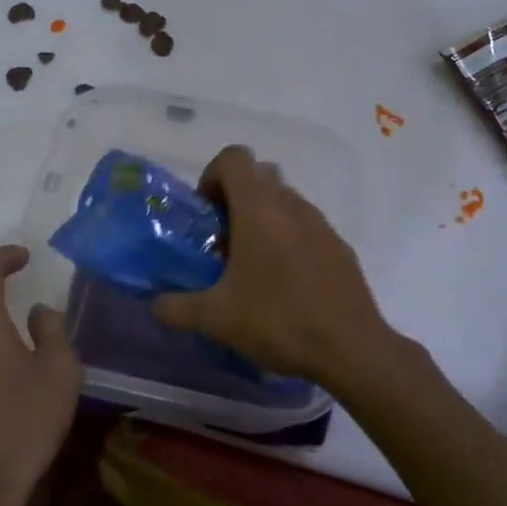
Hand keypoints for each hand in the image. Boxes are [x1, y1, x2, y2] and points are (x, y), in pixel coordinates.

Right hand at [151, 145, 396, 389]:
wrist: (351, 349)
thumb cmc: (278, 321)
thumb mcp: (216, 319)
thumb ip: (177, 307)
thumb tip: (155, 305)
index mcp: (259, 209)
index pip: (234, 157)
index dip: (211, 176)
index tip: (206, 216)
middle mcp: (292, 205)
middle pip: (259, 177)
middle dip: (235, 200)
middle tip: (223, 241)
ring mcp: (321, 224)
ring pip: (284, 202)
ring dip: (262, 220)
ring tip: (251, 268)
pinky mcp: (340, 246)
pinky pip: (306, 227)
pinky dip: (288, 240)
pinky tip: (284, 285)